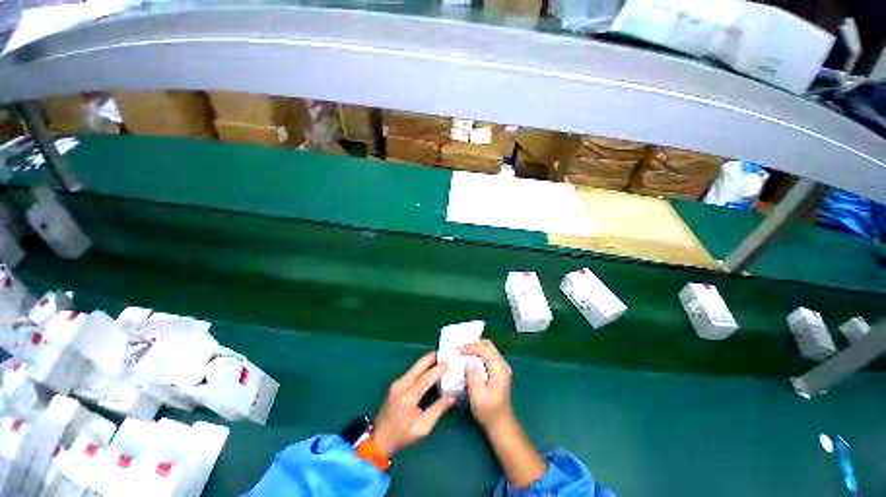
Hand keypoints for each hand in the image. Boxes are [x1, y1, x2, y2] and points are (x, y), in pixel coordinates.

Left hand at [372, 351, 455, 457]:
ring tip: (441, 359)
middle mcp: (401, 385)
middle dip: (432, 357)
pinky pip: (411, 371)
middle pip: (419, 365)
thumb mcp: (423, 428)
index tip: (451, 363)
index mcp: (408, 397)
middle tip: (446, 354)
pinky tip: (430, 368)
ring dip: (428, 361)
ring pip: (415, 366)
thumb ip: (438, 410)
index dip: (439, 369)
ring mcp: (397, 383)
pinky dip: (422, 367)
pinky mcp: (396, 383)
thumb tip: (452, 396)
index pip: (426, 377)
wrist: (378, 439)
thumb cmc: (402, 436)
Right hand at [462, 339, 514, 429]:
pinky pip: (487, 354)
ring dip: (475, 347)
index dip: (471, 347)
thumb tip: (468, 361)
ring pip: (488, 348)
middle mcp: (502, 365)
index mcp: (499, 370)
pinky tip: (469, 359)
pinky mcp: (498, 370)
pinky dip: (477, 353)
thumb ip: (473, 377)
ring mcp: (501, 367)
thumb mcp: (478, 398)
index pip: (485, 349)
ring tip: (462, 352)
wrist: (501, 424)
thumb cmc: (489, 413)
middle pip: (488, 345)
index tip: (458, 350)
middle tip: (459, 349)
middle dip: (473, 344)